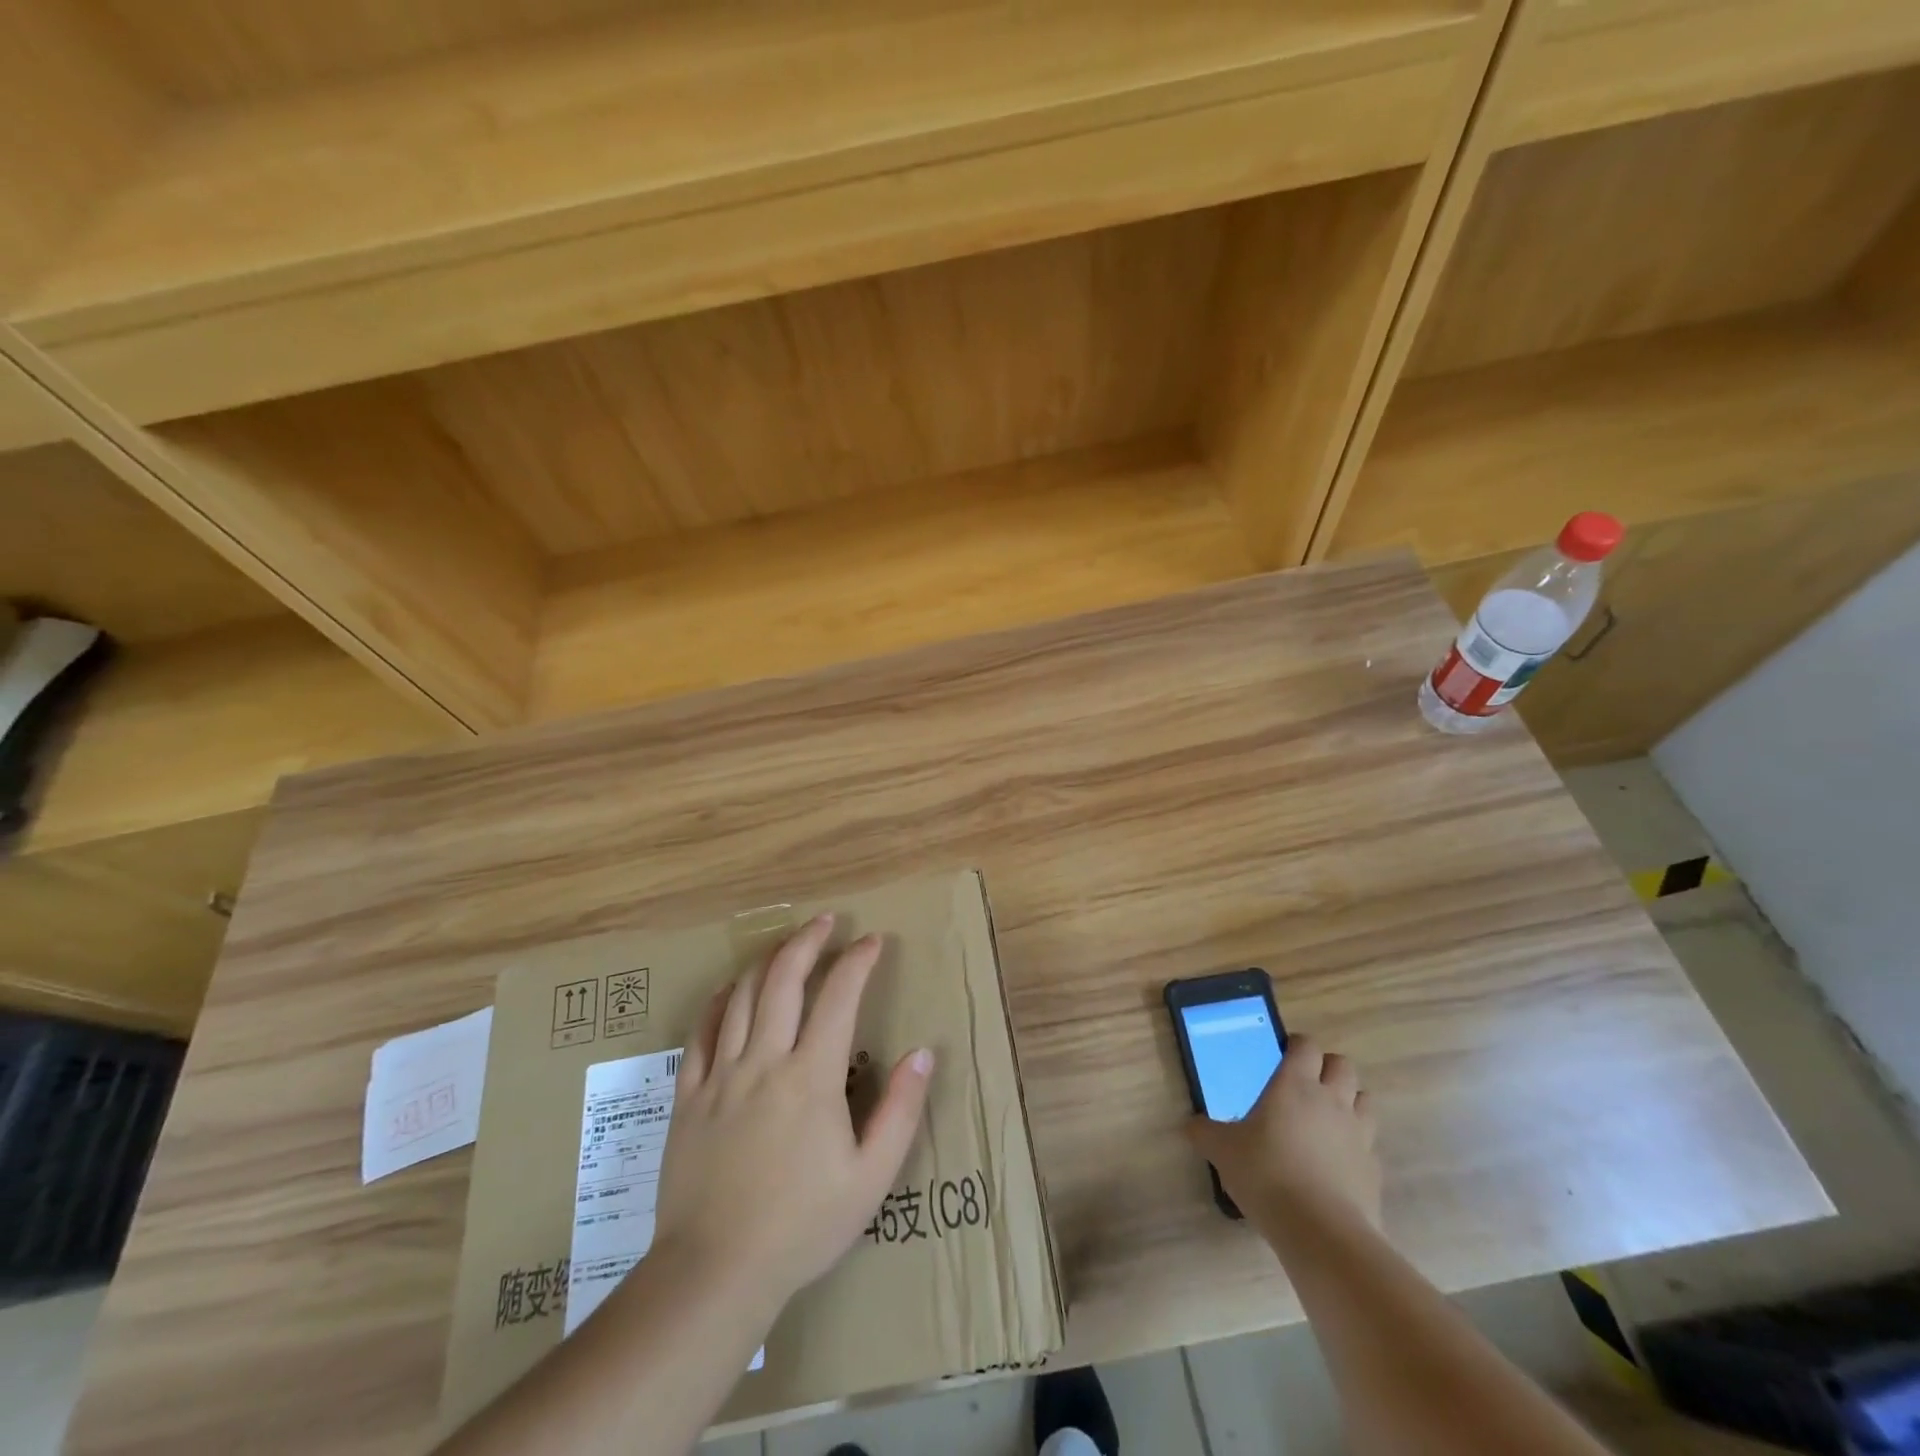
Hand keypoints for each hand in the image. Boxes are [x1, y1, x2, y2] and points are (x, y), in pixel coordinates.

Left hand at [652, 915, 934, 1306]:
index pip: (839, 997)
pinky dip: (717, 1001)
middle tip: (826, 920)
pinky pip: (700, 1033)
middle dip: (808, 940)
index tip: (873, 940)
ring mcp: (721, 1075)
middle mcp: (765, 1061)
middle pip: (784, 979)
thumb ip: (901, 1110)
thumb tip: (922, 1052)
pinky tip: (728, 989)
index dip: (858, 961)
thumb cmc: (802, 1225)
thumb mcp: (871, 1177)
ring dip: (766, 961)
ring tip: (784, 944)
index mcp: (811, 1077)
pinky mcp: (688, 1097)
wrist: (715, 1272)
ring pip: (740, 996)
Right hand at [1186, 1035, 1380, 1243]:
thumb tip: (1191, 1125)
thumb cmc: (1267, 1175)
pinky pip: (1369, 1144)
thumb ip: (1205, 1132)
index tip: (1281, 1055)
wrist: (1322, 1233)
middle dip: (1327, 1068)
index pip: (1306, 1046)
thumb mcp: (1223, 1151)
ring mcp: (1359, 1134)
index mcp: (1295, 1085)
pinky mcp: (1374, 1169)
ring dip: (1349, 1101)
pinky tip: (1337, 1162)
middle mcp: (1332, 1100)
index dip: (1296, 1045)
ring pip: (1364, 1100)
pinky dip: (1356, 1145)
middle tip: (1305, 1084)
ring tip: (1326, 1118)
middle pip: (1343, 1065)